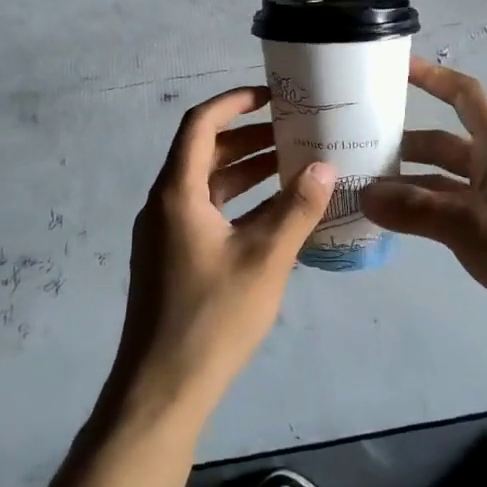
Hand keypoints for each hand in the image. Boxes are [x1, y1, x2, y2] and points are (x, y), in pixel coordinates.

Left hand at [110, 87, 335, 419]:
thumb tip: (325, 165)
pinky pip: (205, 212)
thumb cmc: (212, 318)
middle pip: (204, 152)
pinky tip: (273, 214)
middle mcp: (165, 204)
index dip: (234, 102)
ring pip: (206, 184)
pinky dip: (237, 202)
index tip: (270, 95)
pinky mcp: (171, 258)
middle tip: (292, 131)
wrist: (161, 390)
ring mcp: (165, 233)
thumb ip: (296, 209)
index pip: (200, 124)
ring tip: (290, 165)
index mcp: (177, 192)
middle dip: (247, 137)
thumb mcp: (265, 260)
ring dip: (244, 170)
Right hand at [362, 58, 486, 360]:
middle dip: (404, 141)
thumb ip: (418, 210)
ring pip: (442, 181)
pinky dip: (420, 212)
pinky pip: (448, 211)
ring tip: (362, 188)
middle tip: (356, 144)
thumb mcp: (476, 227)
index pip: (464, 96)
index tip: (394, 67)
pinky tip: (391, 223)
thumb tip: (364, 193)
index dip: (432, 76)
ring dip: (407, 182)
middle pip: (443, 142)